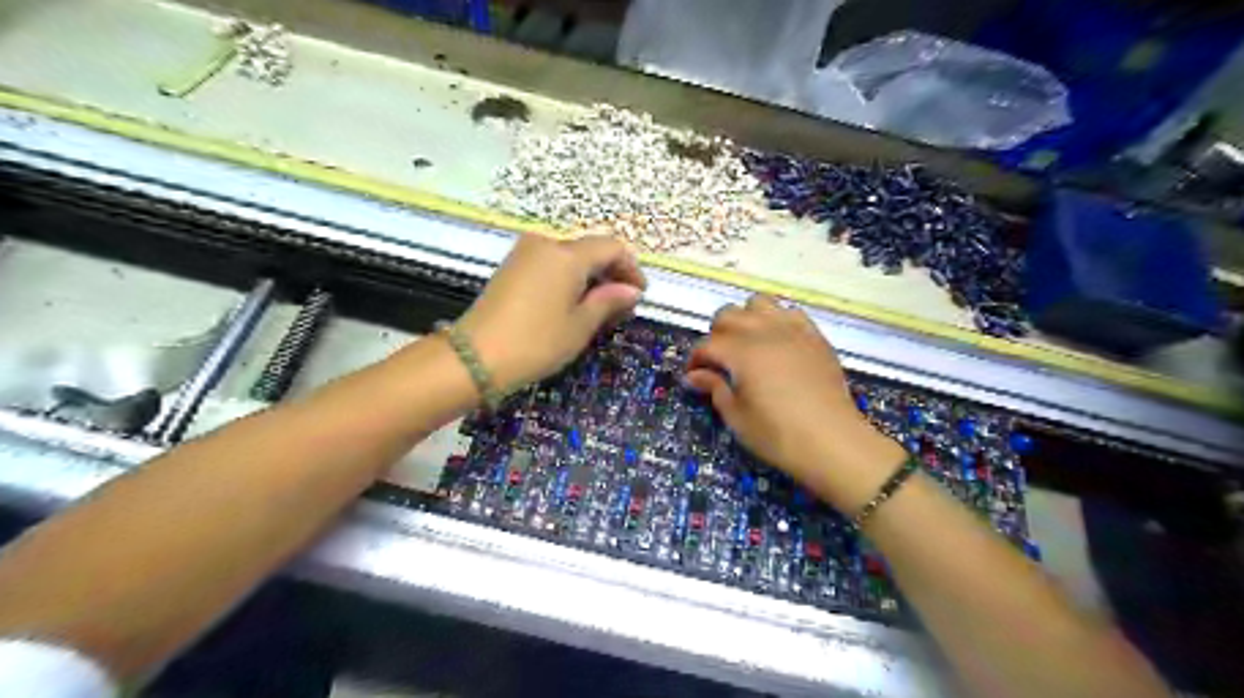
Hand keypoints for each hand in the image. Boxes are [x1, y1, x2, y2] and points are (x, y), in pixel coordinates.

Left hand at [459, 230, 652, 386]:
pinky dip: (568, 278)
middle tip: (621, 306)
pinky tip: (572, 303)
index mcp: (567, 254)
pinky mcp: (511, 267)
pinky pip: (550, 264)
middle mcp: (546, 244)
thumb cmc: (537, 342)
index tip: (639, 295)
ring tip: (598, 309)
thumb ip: (608, 301)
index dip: (631, 268)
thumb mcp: (580, 325)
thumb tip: (631, 291)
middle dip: (610, 273)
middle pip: (590, 249)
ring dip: (589, 277)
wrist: (475, 357)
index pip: (612, 247)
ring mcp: (525, 253)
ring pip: (570, 257)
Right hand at [684, 295, 911, 511]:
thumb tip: (695, 375)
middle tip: (718, 361)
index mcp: (741, 352)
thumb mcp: (737, 417)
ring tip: (747, 344)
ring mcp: (793, 330)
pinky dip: (777, 320)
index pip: (707, 345)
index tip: (694, 377)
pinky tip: (777, 343)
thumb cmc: (778, 435)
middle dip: (716, 334)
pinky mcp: (815, 336)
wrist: (833, 441)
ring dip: (746, 319)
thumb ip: (715, 389)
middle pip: (728, 315)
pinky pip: (790, 312)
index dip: (695, 360)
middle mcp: (764, 332)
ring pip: (759, 303)